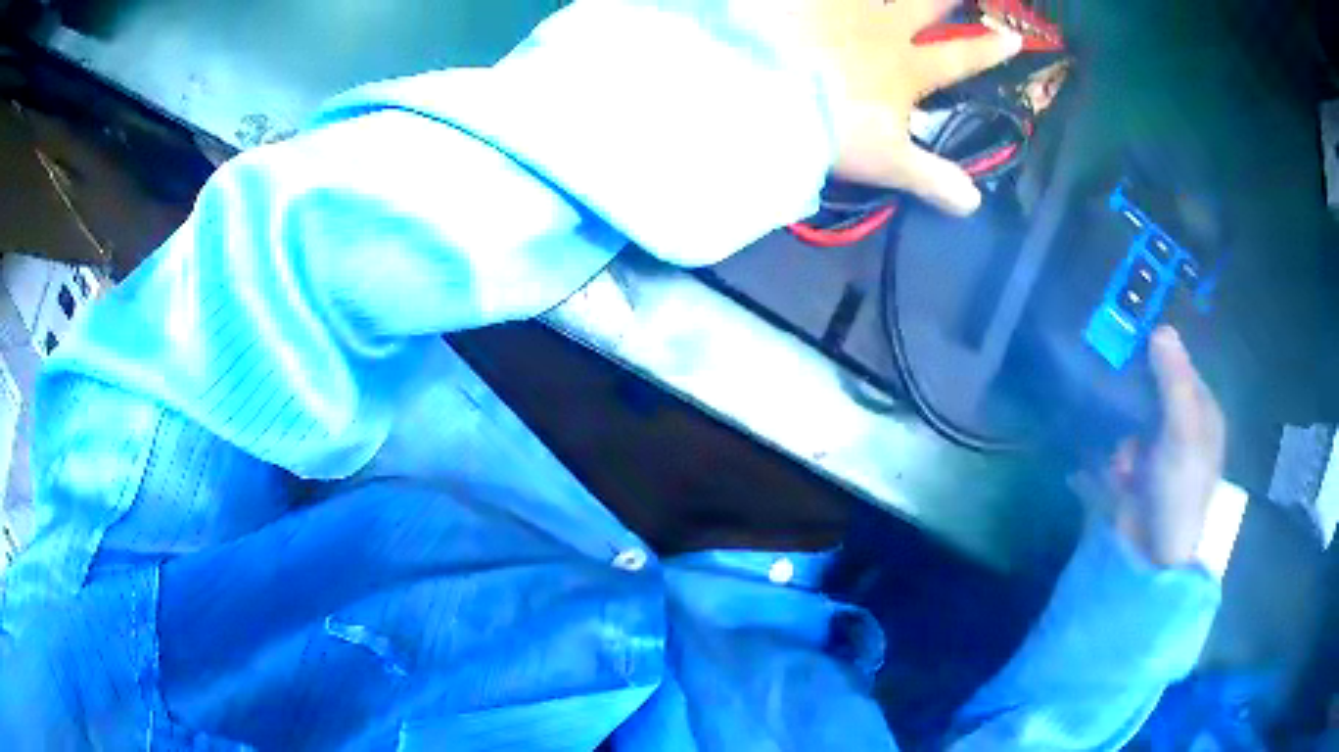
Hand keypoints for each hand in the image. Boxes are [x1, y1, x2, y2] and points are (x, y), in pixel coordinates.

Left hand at [795, 0, 1021, 214]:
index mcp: (905, 69)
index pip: (958, 59)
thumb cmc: (831, 128)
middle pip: (923, 5)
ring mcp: (840, 7)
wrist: (762, 93)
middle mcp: (880, 29)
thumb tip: (973, 203)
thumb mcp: (886, 161)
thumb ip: (931, 178)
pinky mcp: (804, 2)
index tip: (1014, 37)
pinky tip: (824, 1)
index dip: (988, 50)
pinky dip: (826, 0)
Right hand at [1109, 327, 1227, 567]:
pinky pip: (1124, 448)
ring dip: (1125, 438)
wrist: (1156, 555)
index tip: (1130, 350)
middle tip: (1120, 408)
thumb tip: (1161, 327)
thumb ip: (1173, 383)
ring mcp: (1163, 451)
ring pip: (1134, 420)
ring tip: (1124, 464)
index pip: (1180, 367)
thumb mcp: (1181, 433)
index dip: (1158, 357)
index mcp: (1204, 412)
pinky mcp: (1141, 473)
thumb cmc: (1180, 490)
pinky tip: (1118, 476)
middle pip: (1155, 391)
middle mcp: (1185, 426)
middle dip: (1134, 404)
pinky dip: (1118, 459)